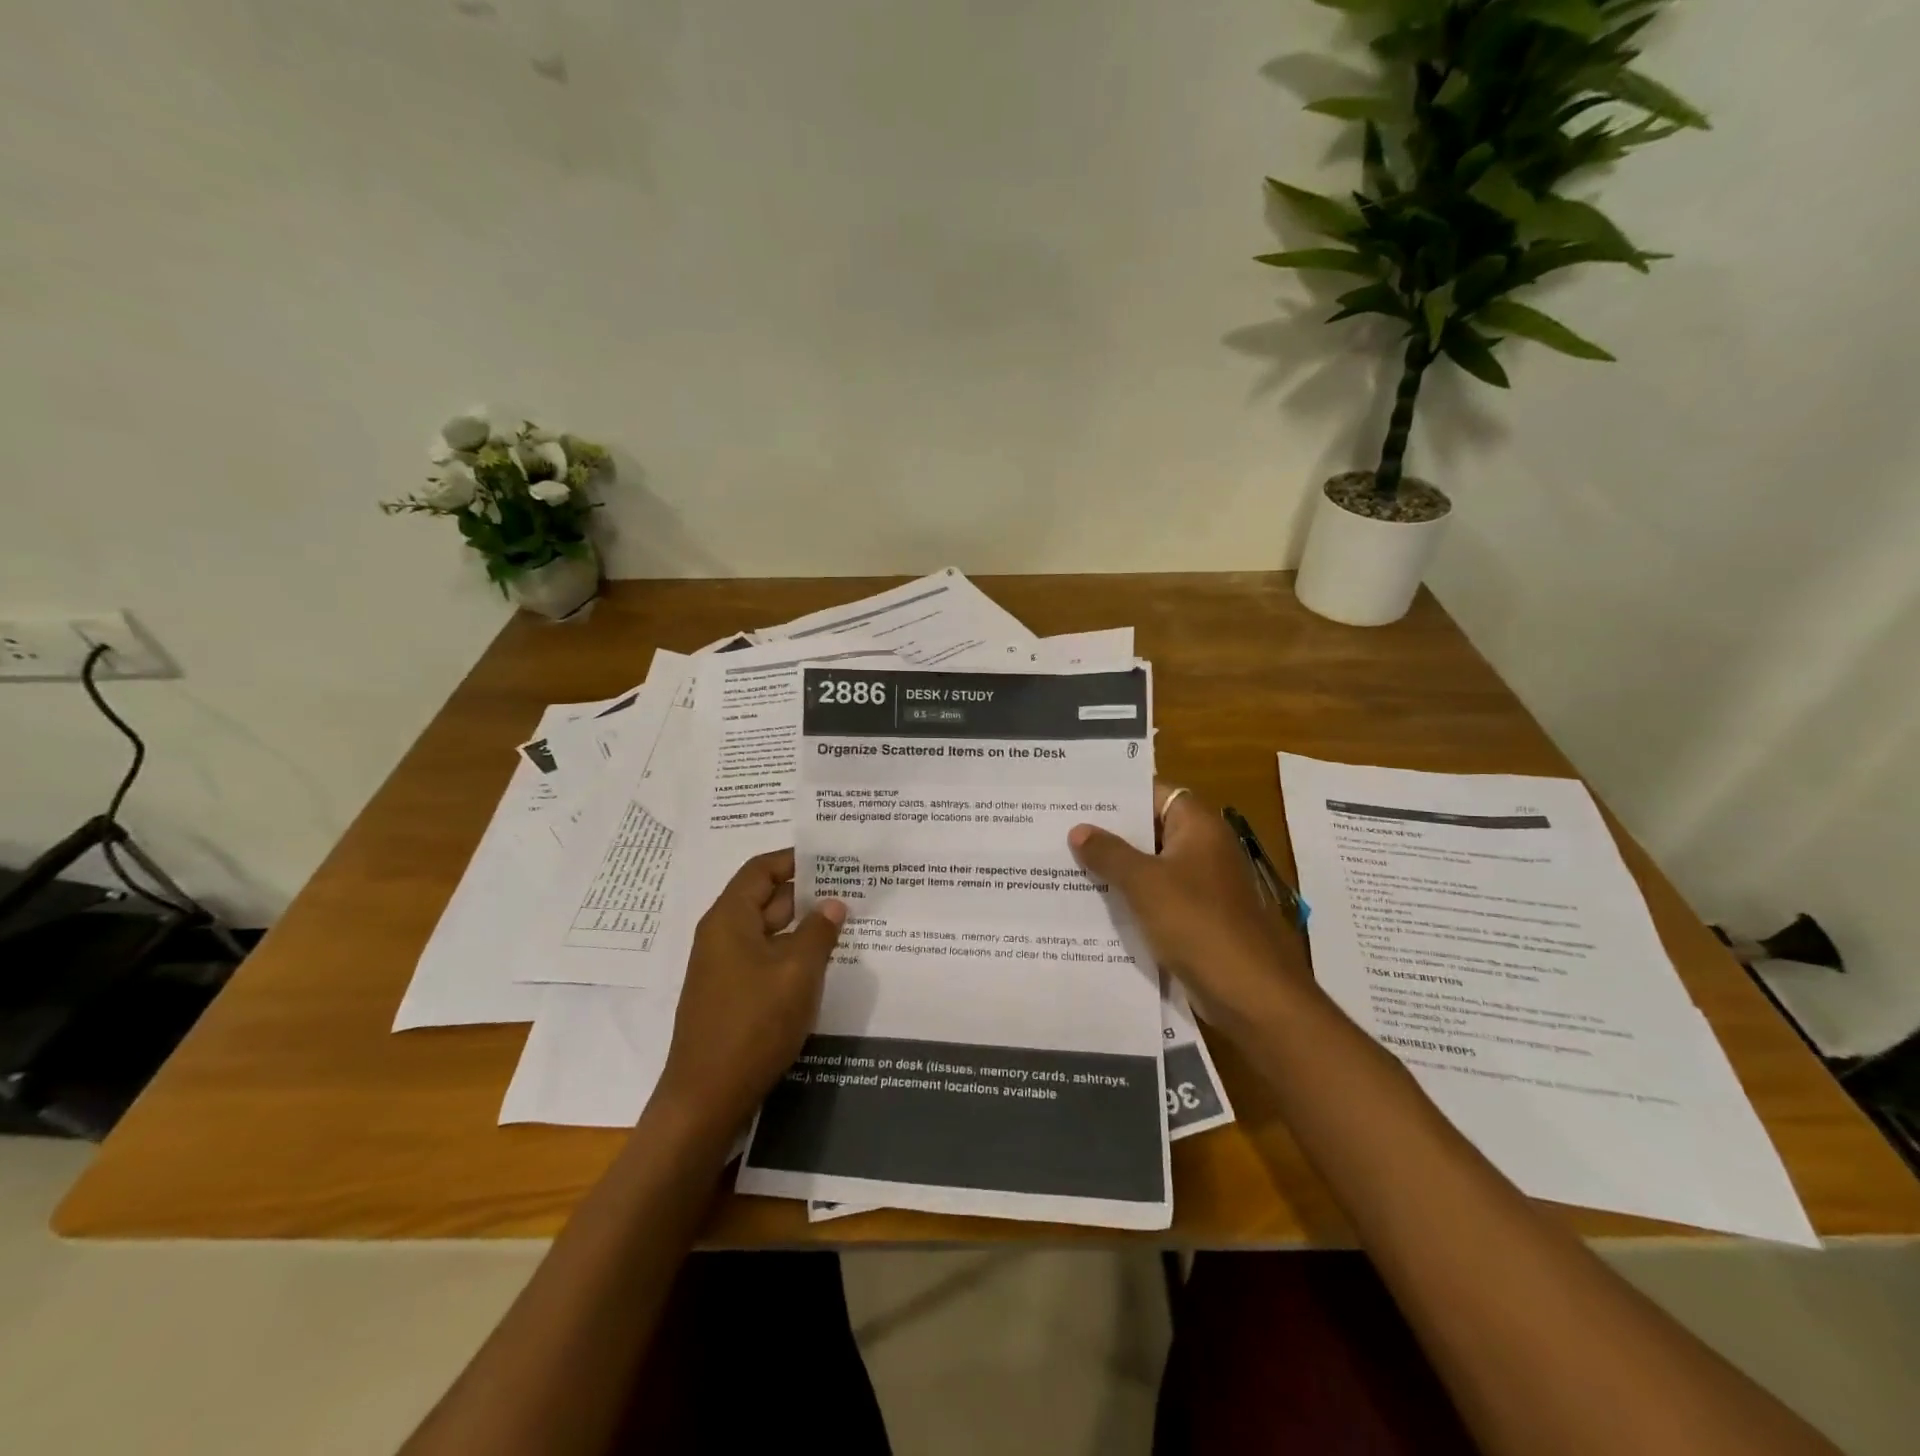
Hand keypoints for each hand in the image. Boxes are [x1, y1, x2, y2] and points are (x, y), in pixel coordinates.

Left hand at [655, 850, 845, 1135]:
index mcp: (729, 919)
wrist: (706, 1099)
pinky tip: (823, 963)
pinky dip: (792, 954)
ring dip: (803, 927)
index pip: (761, 870)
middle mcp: (722, 936)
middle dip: (807, 893)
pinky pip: (766, 960)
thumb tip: (833, 903)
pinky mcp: (732, 996)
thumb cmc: (752, 1025)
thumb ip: (818, 932)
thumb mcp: (797, 973)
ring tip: (847, 923)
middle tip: (851, 889)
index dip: (794, 859)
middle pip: (766, 898)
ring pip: (769, 932)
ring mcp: (725, 968)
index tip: (832, 857)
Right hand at [1069, 784, 1311, 1035]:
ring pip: (1150, 867)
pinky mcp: (1196, 920)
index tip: (1078, 797)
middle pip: (1150, 830)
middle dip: (1108, 833)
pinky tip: (1091, 905)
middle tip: (1060, 829)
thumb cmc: (1197, 924)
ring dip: (1115, 869)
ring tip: (1064, 863)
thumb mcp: (1144, 883)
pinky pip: (1156, 899)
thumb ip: (1109, 853)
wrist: (1249, 994)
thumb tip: (1079, 830)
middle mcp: (1203, 849)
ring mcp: (1202, 886)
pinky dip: (1129, 899)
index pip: (1154, 792)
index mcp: (1199, 827)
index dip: (1118, 794)